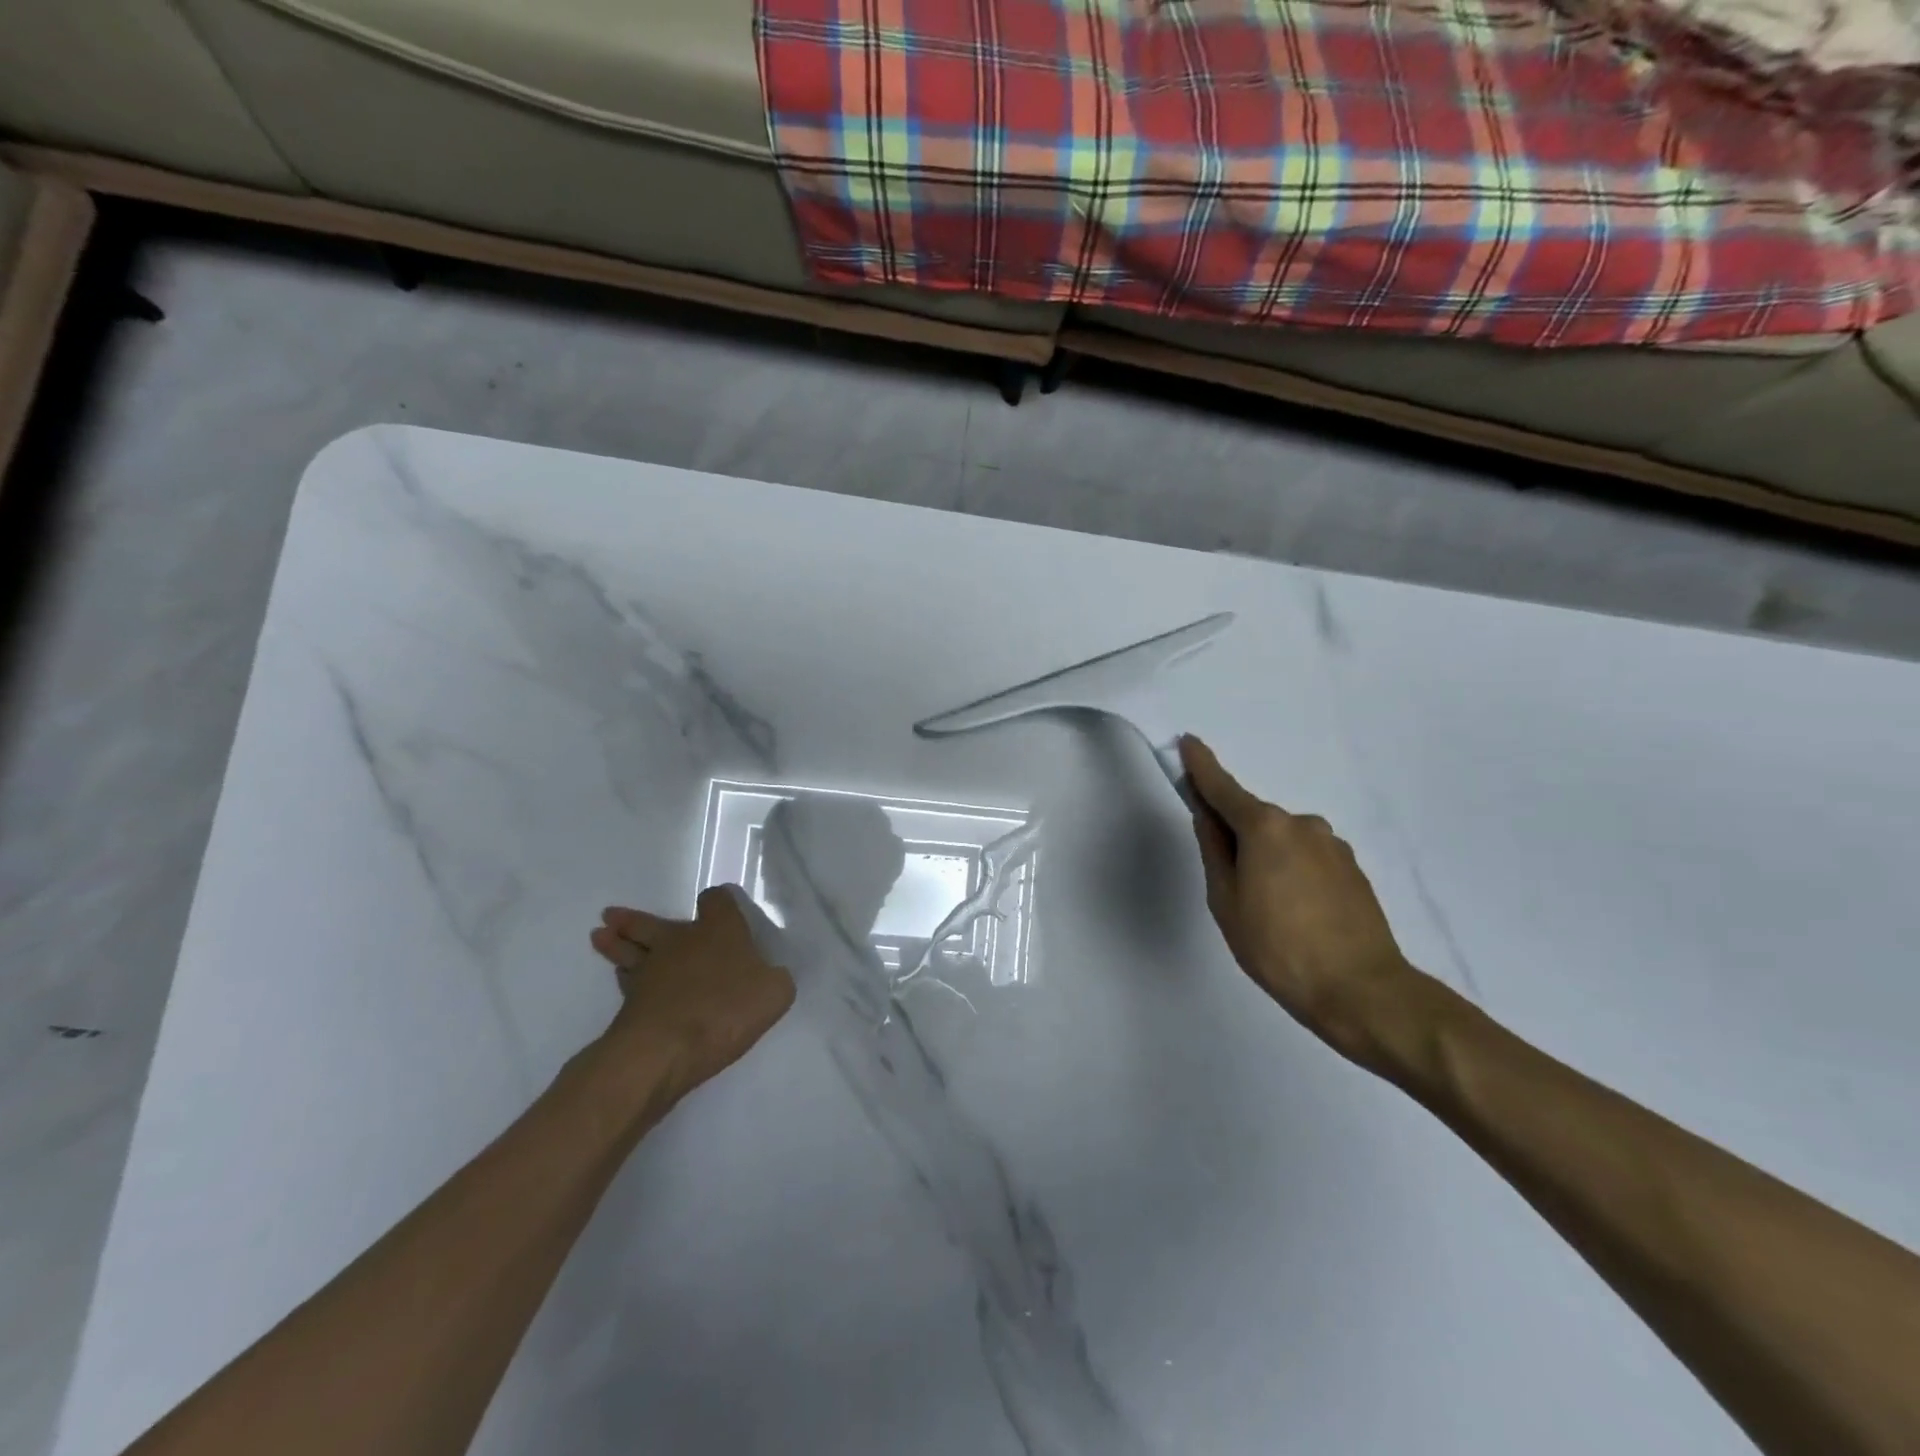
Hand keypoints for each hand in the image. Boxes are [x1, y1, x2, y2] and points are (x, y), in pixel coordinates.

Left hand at [590, 886, 795, 1099]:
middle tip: (613, 915)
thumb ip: (775, 979)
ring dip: (616, 942)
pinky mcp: (630, 1003)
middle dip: (636, 919)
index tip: (718, 905)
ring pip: (629, 949)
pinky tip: (621, 978)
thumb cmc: (727, 1008)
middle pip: (654, 922)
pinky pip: (626, 982)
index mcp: (719, 929)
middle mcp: (681, 940)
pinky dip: (623, 977)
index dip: (719, 902)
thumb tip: (769, 976)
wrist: (666, 1048)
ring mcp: (650, 970)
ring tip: (600, 935)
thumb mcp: (775, 992)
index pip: (716, 900)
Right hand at [1181, 735, 1433, 1069]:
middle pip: (1254, 819)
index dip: (1201, 766)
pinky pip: (1307, 858)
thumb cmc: (1277, 947)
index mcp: (1264, 827)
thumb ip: (1214, 850)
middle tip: (1231, 887)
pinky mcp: (1352, 868)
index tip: (1188, 742)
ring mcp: (1332, 844)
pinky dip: (1293, 873)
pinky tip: (1298, 914)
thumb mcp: (1226, 901)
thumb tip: (1207, 815)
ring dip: (1267, 859)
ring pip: (1283, 841)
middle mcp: (1301, 824)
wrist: (1361, 990)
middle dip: (1236, 837)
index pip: (1223, 787)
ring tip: (1270, 912)